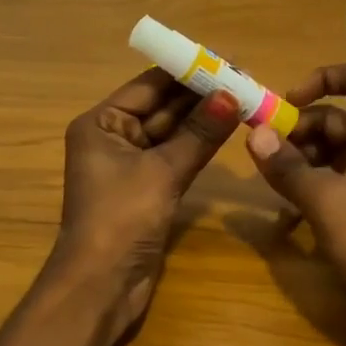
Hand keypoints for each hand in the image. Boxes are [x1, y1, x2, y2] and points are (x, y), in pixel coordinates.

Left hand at [51, 67, 241, 340]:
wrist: (101, 286)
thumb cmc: (121, 219)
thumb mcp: (163, 172)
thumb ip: (199, 133)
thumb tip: (233, 95)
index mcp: (102, 123)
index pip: (149, 86)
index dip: (186, 71)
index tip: (225, 60)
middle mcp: (113, 138)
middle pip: (161, 107)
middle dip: (199, 95)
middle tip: (243, 79)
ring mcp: (130, 165)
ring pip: (172, 133)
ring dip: (203, 119)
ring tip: (243, 98)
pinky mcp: (147, 189)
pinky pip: (175, 157)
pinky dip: (198, 145)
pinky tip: (227, 130)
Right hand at [243, 62, 345, 345]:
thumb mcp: (329, 204)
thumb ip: (289, 168)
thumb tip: (253, 133)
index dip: (324, 78)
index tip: (286, 101)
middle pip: (332, 118)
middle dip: (295, 130)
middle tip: (261, 155)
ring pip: (325, 153)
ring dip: (295, 163)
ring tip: (268, 186)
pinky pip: (327, 184)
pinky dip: (304, 191)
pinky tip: (282, 219)